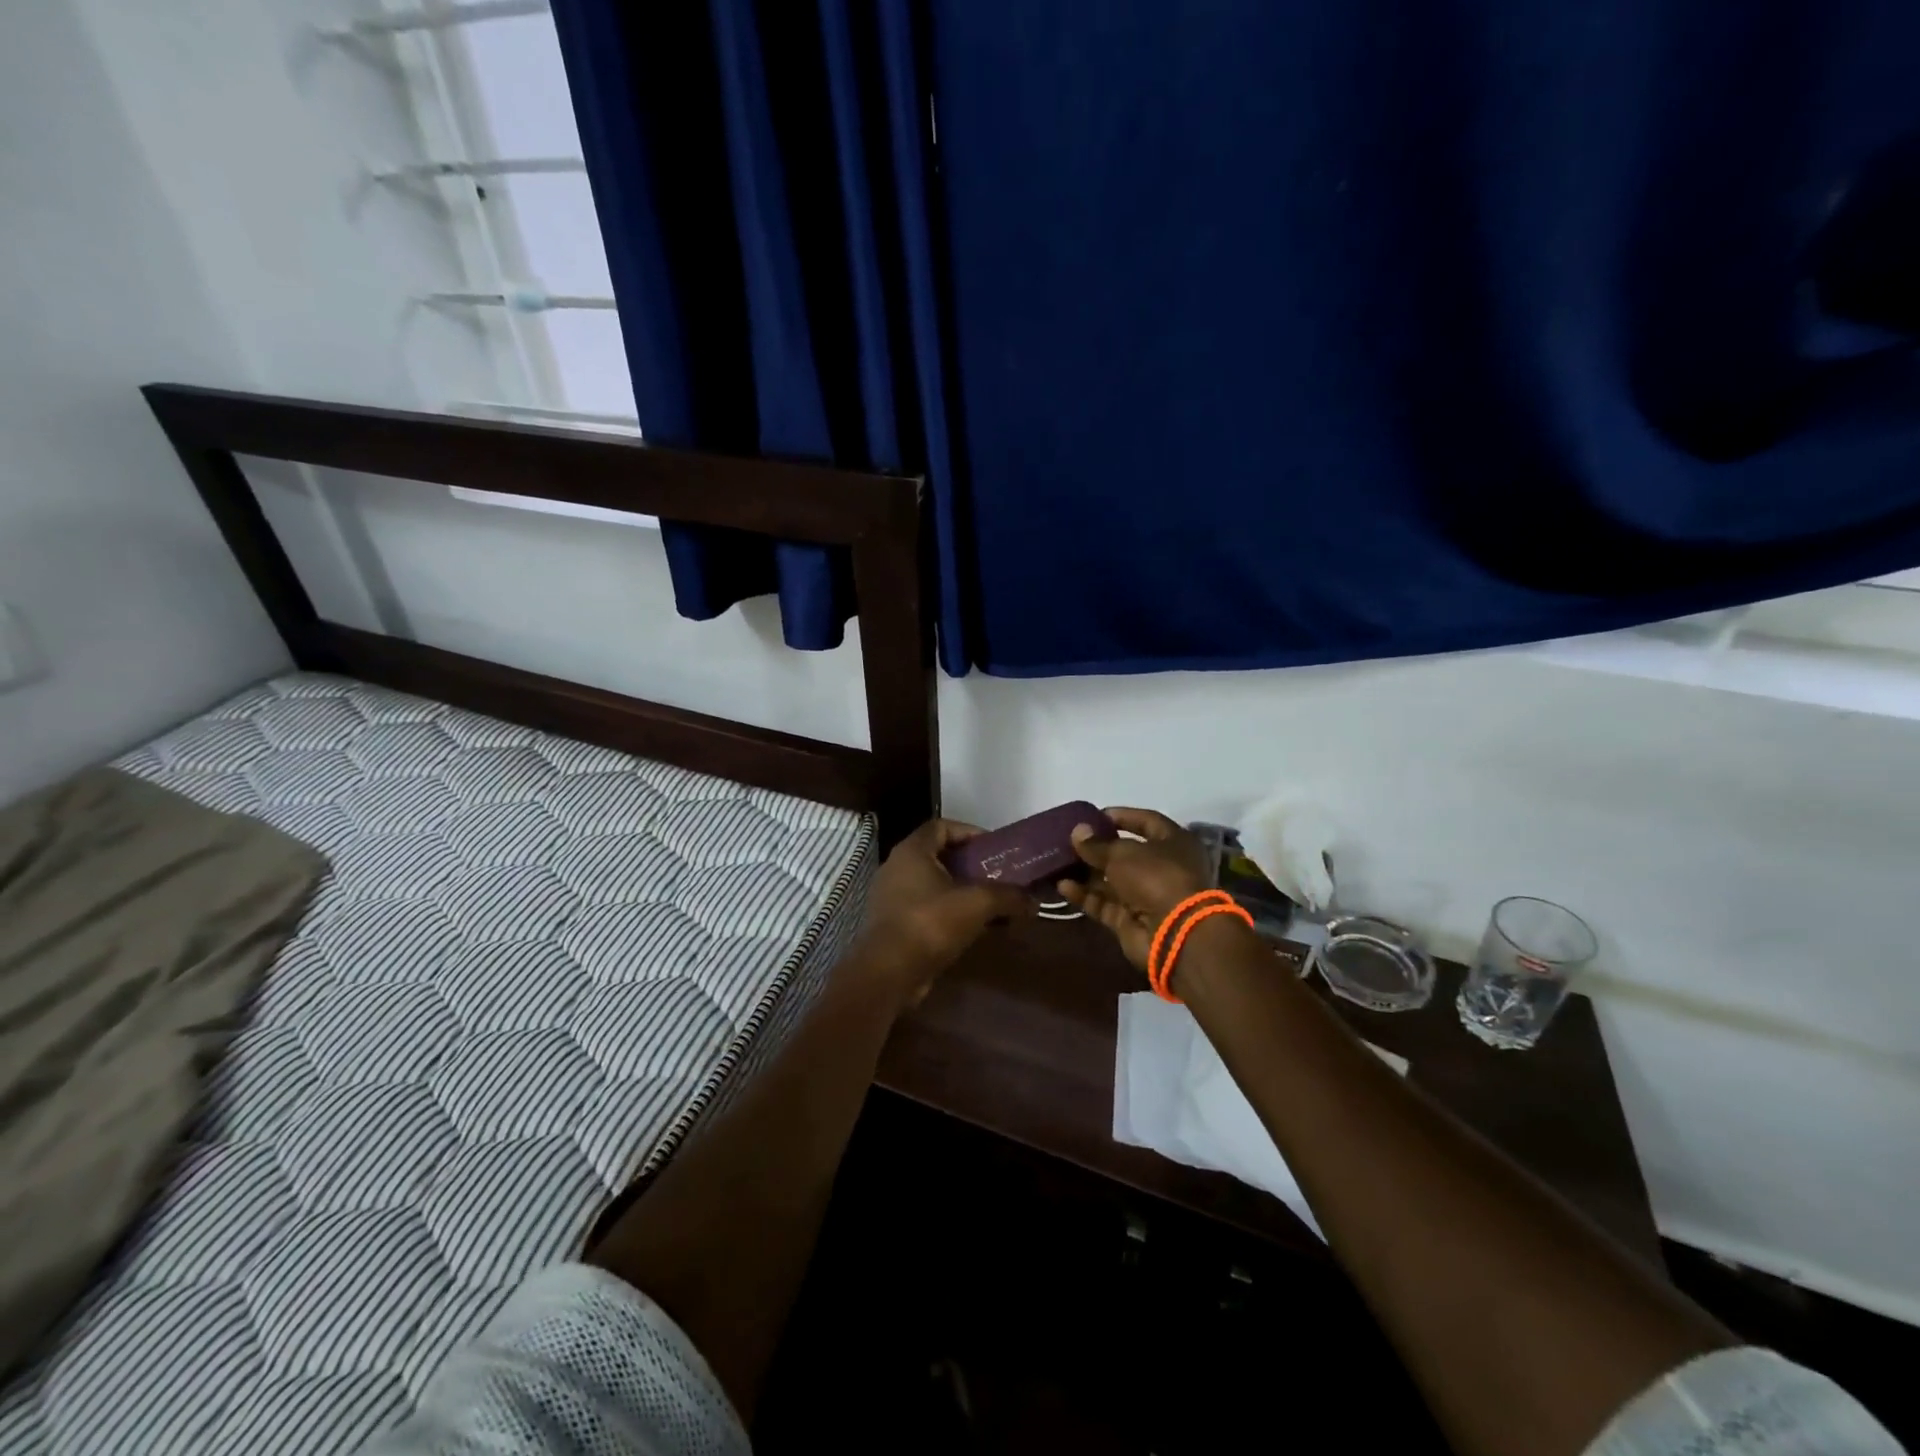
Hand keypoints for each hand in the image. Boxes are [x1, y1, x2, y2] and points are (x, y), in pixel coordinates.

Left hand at [850, 818, 1035, 1006]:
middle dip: (971, 865)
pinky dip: (949, 912)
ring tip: (990, 904)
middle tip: (998, 876)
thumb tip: (1033, 902)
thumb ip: (1008, 897)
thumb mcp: (977, 904)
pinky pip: (926, 908)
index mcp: (912, 851)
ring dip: (962, 892)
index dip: (970, 832)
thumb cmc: (930, 924)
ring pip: (933, 885)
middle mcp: (897, 867)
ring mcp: (891, 897)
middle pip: (939, 856)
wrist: (888, 973)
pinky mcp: (893, 924)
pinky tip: (972, 929)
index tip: (994, 848)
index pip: (942, 826)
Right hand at [1058, 807, 1214, 972]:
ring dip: (1086, 872)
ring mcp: (1146, 896)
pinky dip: (1085, 895)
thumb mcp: (1123, 853)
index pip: (1147, 822)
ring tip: (1058, 862)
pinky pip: (1103, 903)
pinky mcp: (1129, 920)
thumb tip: (1078, 831)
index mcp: (1174, 844)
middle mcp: (1162, 868)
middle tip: (1069, 840)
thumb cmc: (1155, 877)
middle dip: (1097, 848)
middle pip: (1125, 853)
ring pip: (1111, 881)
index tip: (1093, 816)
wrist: (1173, 933)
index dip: (1122, 817)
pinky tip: (1062, 885)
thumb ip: (1097, 844)